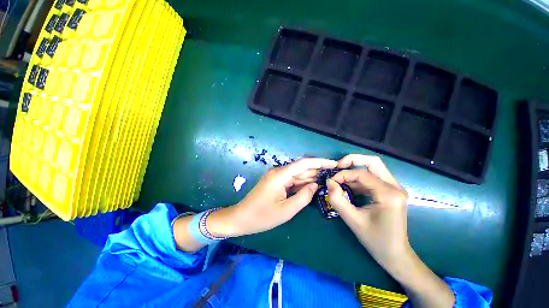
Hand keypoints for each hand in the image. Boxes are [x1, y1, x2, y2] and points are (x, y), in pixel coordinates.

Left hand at [222, 157, 337, 236]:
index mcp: (280, 175)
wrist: (241, 218)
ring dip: (311, 177)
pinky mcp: (276, 182)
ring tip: (327, 179)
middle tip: (334, 174)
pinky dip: (302, 183)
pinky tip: (312, 185)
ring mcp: (276, 176)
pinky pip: (291, 180)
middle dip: (317, 170)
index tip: (333, 163)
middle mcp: (279, 172)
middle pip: (301, 168)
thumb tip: (315, 185)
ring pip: (297, 174)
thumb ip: (303, 197)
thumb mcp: (286, 210)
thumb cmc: (262, 216)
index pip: (304, 163)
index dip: (319, 162)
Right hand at [326, 154, 408, 267]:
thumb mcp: (352, 219)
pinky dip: (359, 178)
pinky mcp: (391, 191)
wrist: (395, 255)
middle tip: (338, 166)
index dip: (343, 174)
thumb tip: (329, 182)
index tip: (331, 182)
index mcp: (388, 194)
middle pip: (373, 162)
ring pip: (373, 168)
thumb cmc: (375, 240)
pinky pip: (373, 177)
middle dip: (353, 160)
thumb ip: (337, 199)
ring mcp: (395, 188)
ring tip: (341, 177)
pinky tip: (349, 186)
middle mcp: (395, 187)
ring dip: (355, 169)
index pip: (362, 174)